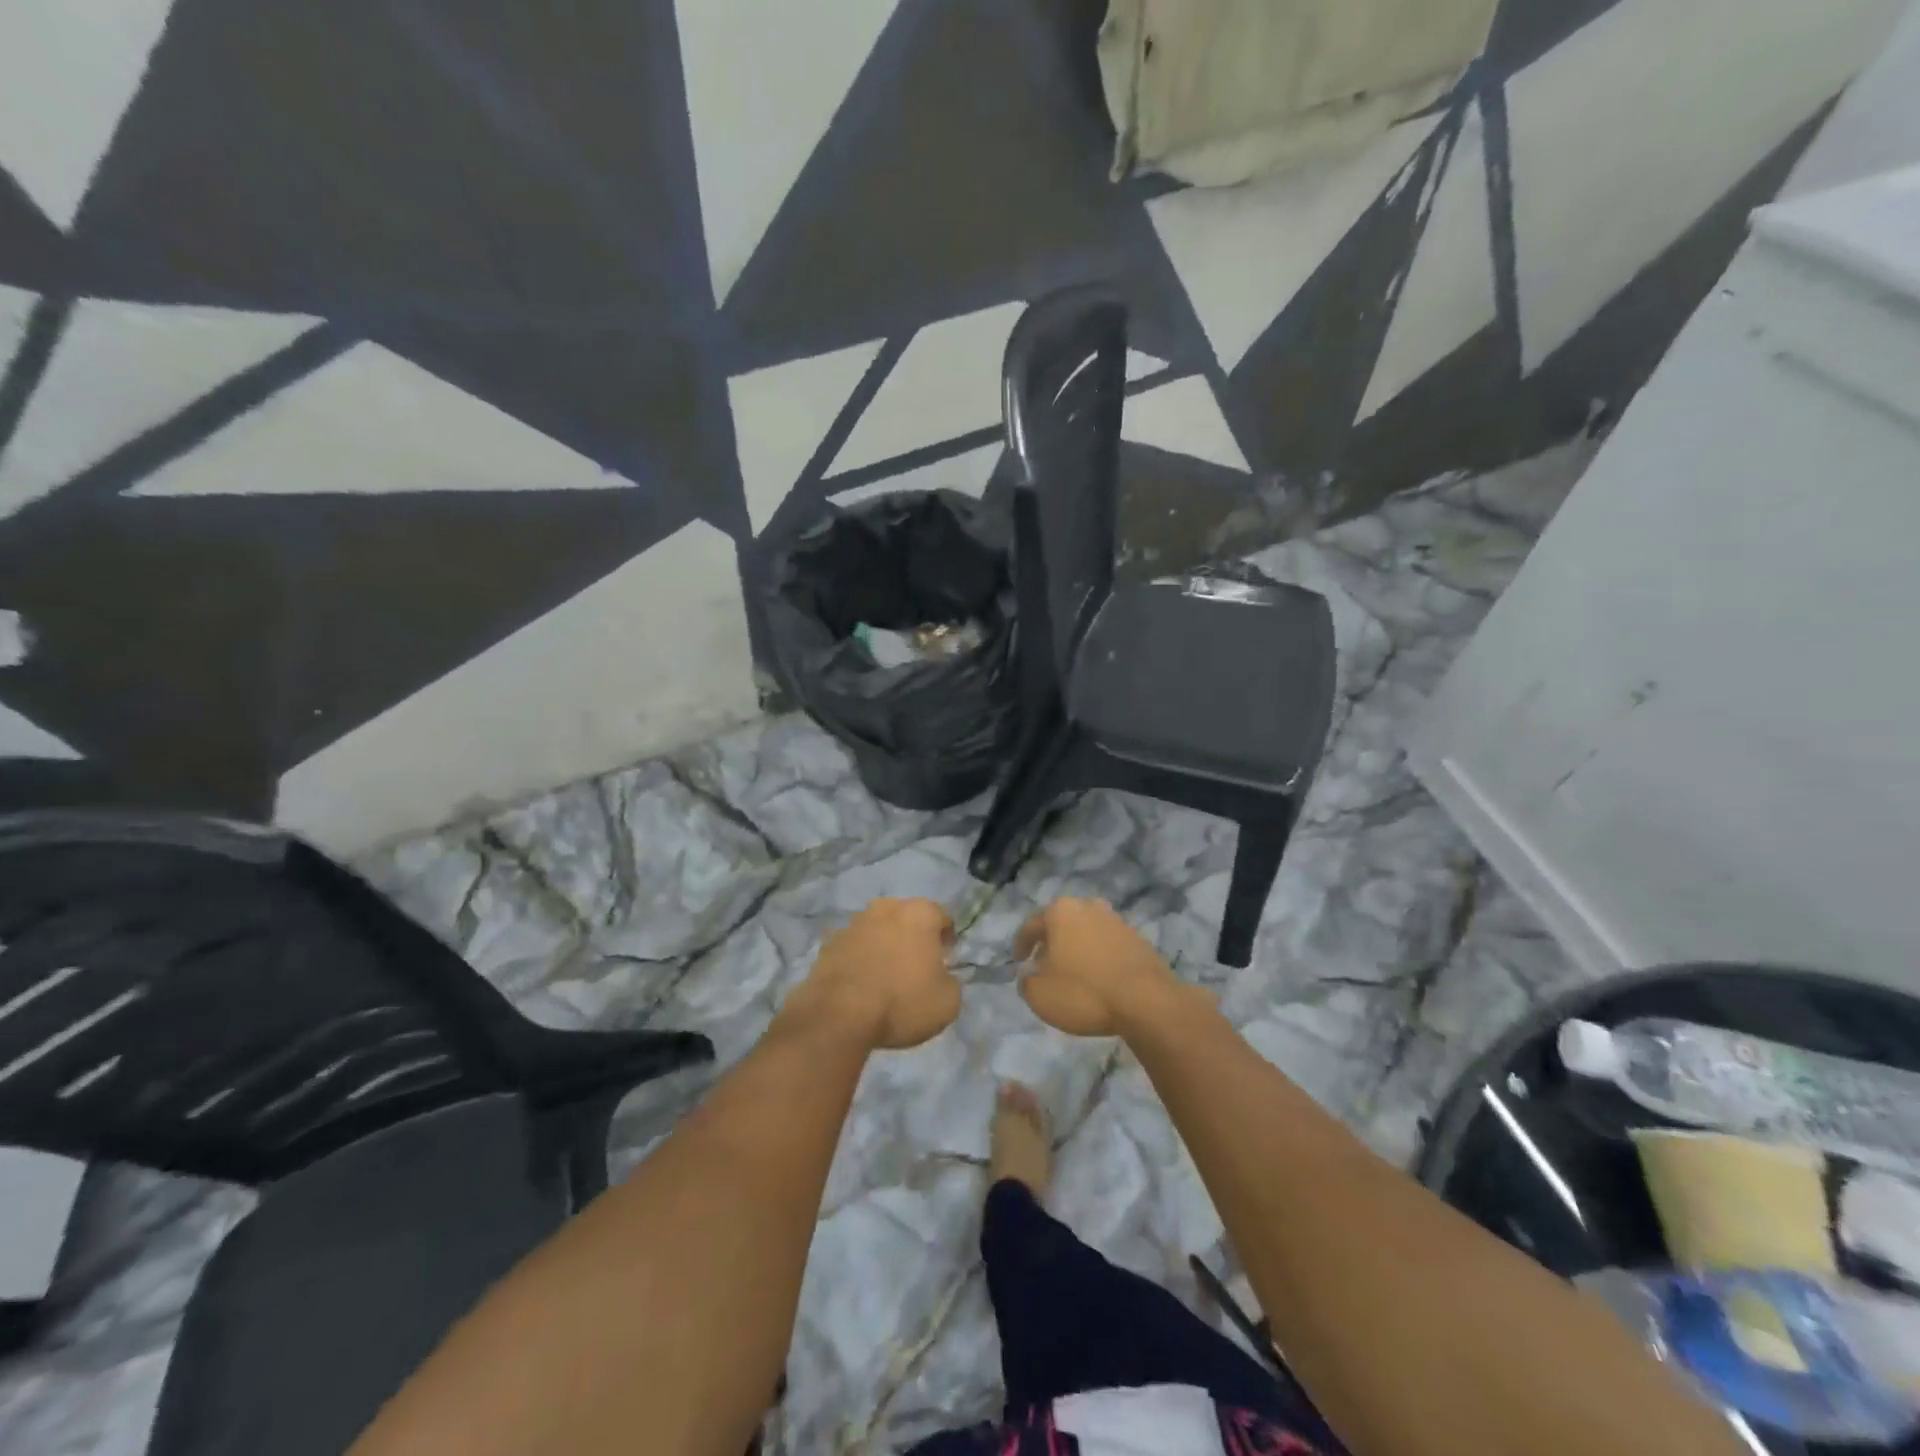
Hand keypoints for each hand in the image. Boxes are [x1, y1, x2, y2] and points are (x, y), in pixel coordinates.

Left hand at [791, 899, 960, 1049]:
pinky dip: (859, 958)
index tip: (945, 962)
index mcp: (920, 913)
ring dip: (884, 945)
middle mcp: (887, 908)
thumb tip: (942, 977)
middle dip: (913, 937)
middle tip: (916, 967)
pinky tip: (861, 984)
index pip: (942, 918)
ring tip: (885, 976)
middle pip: (907, 918)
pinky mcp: (829, 942)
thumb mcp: (948, 1002)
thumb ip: (951, 982)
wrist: (839, 1014)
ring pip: (878, 930)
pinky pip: (853, 947)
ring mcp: (854, 922)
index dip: (946, 940)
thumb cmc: (902, 1002)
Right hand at [1014, 898, 1183, 1036]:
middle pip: (1061, 924)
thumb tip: (1030, 974)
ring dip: (1075, 949)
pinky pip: (1107, 945)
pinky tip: (1097, 978)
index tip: (1017, 962)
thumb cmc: (1084, 992)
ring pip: (1085, 932)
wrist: (1147, 1001)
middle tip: (1043, 966)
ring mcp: (1116, 920)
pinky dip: (1097, 957)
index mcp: (1060, 912)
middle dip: (1050, 943)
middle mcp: (1088, 907)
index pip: (1031, 925)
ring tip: (1071, 974)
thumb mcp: (1040, 995)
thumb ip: (1027, 981)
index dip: (1020, 945)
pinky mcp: (1138, 938)